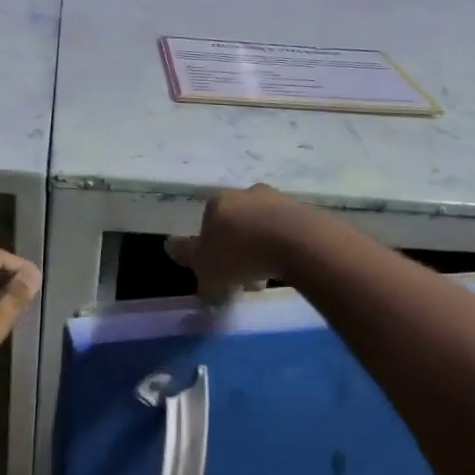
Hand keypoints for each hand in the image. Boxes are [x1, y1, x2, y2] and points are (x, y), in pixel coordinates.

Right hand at [165, 185, 301, 301]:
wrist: (299, 243)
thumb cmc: (240, 253)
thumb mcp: (204, 264)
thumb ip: (186, 254)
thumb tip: (170, 245)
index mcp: (217, 202)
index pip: (206, 225)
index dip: (210, 251)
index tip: (218, 274)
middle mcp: (245, 194)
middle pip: (235, 226)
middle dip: (236, 252)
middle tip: (242, 280)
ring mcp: (276, 199)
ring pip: (261, 229)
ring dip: (260, 251)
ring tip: (266, 279)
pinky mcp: (304, 210)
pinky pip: (285, 232)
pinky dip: (281, 248)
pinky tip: (286, 268)